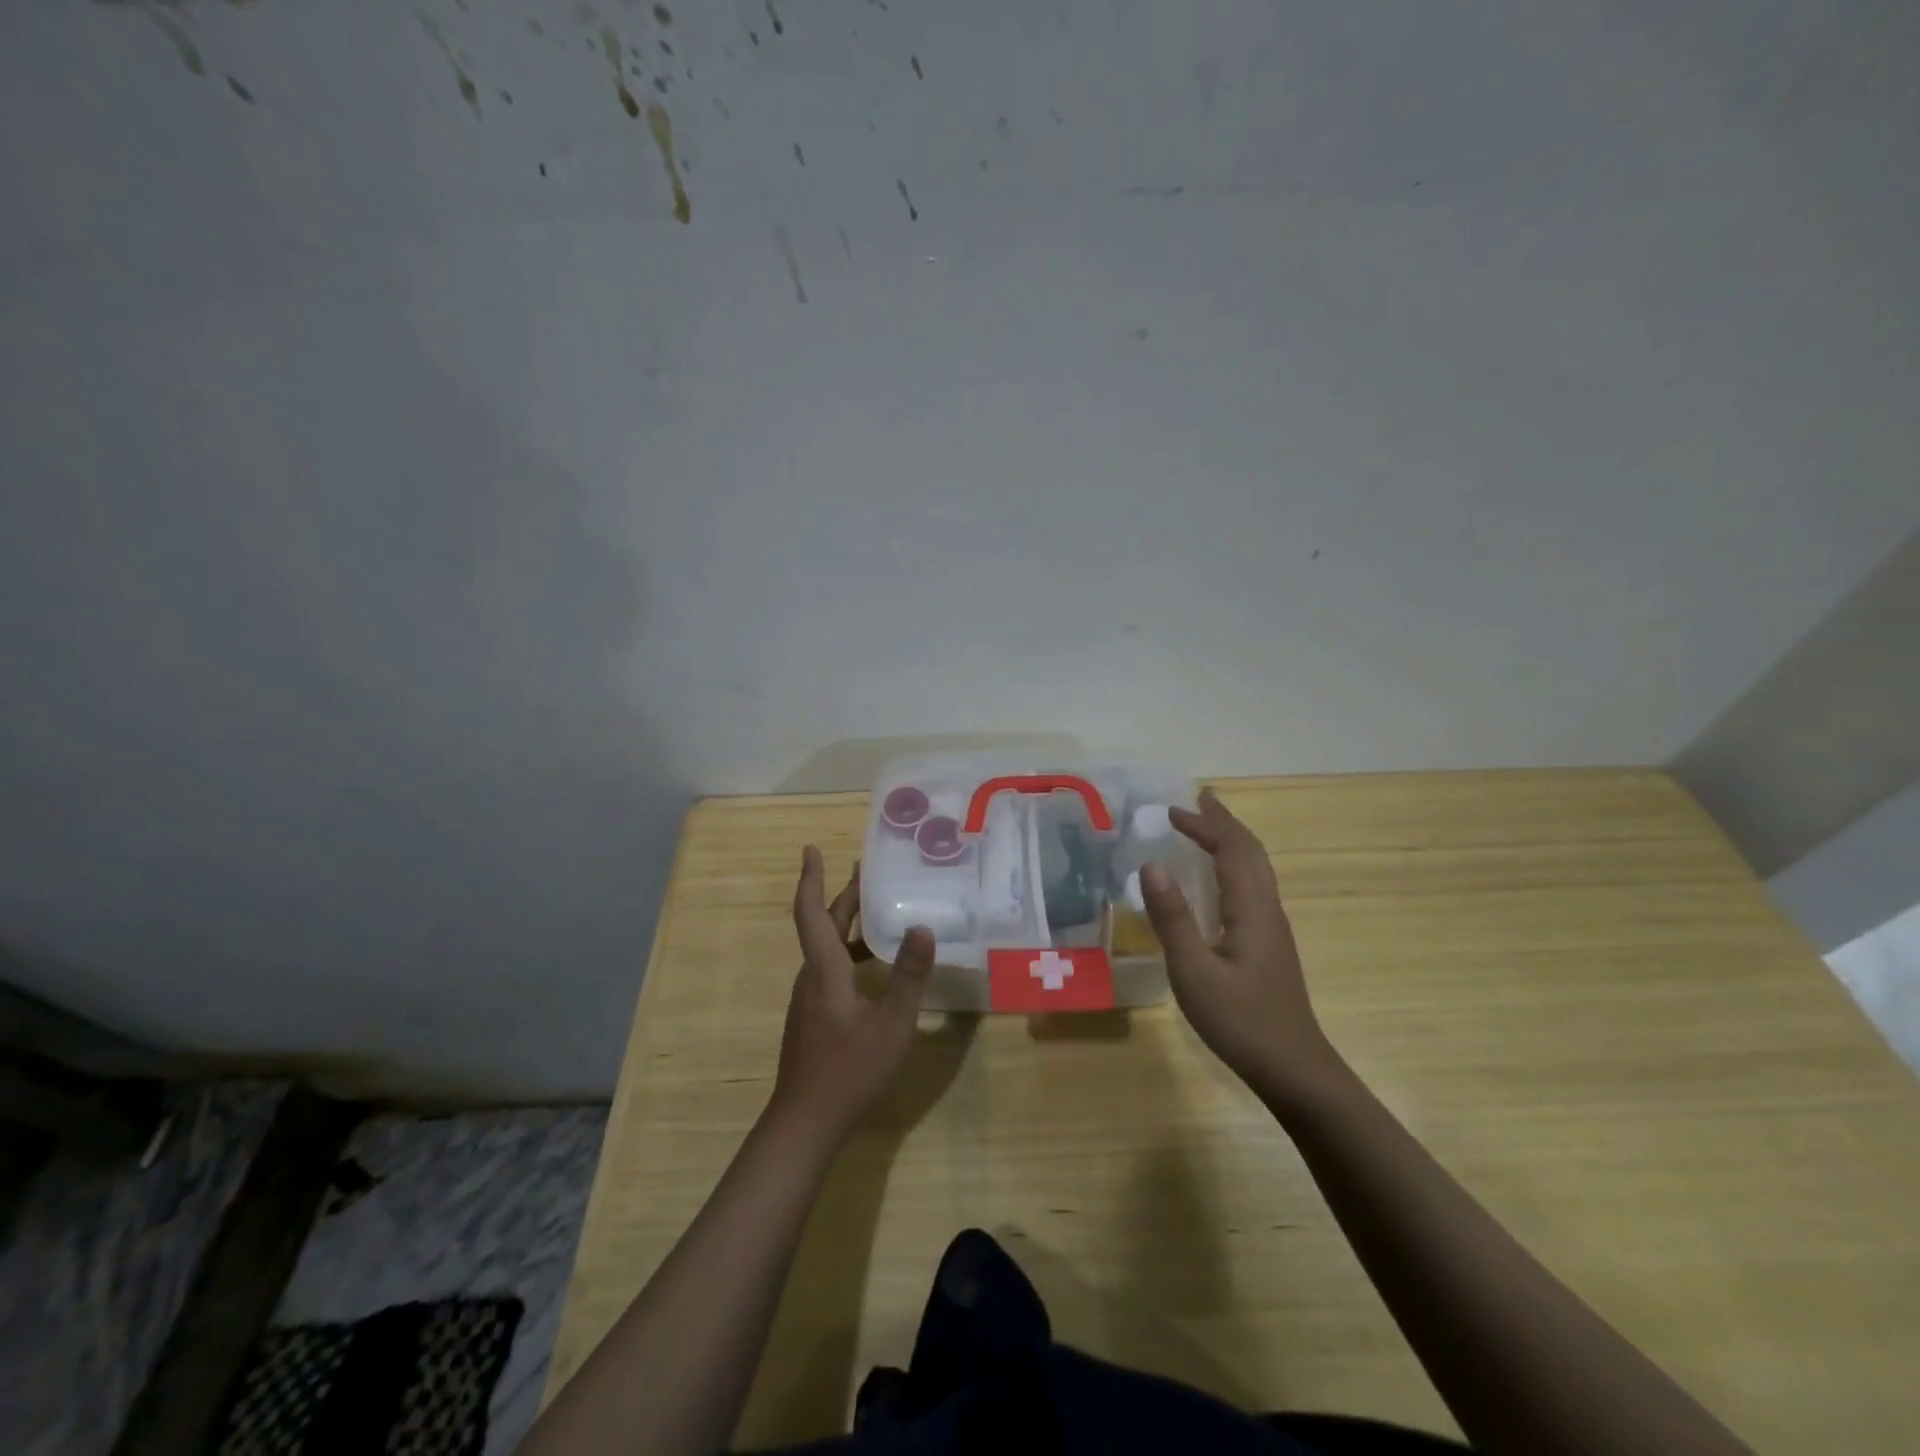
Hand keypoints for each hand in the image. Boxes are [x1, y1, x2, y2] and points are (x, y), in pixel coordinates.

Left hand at [770, 846, 935, 1145]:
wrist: (805, 1124)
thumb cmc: (849, 1070)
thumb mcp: (891, 1023)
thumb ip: (908, 976)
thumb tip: (922, 927)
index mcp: (824, 970)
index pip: (811, 912)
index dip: (810, 878)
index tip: (811, 848)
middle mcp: (812, 977)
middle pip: (824, 925)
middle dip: (844, 896)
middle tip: (869, 873)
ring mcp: (810, 999)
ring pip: (828, 949)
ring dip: (849, 925)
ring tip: (880, 913)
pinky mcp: (814, 1018)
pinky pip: (832, 970)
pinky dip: (851, 953)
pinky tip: (875, 967)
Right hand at [1138, 789, 1339, 1102]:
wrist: (1293, 1068)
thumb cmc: (1240, 1020)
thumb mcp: (1193, 971)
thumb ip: (1172, 917)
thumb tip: (1151, 864)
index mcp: (1252, 909)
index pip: (1232, 850)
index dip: (1205, 825)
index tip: (1173, 810)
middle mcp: (1268, 909)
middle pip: (1251, 852)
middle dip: (1223, 823)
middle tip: (1197, 802)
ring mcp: (1273, 928)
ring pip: (1256, 869)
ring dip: (1231, 842)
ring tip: (1207, 829)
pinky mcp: (1270, 945)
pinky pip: (1253, 887)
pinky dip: (1234, 866)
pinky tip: (1219, 881)